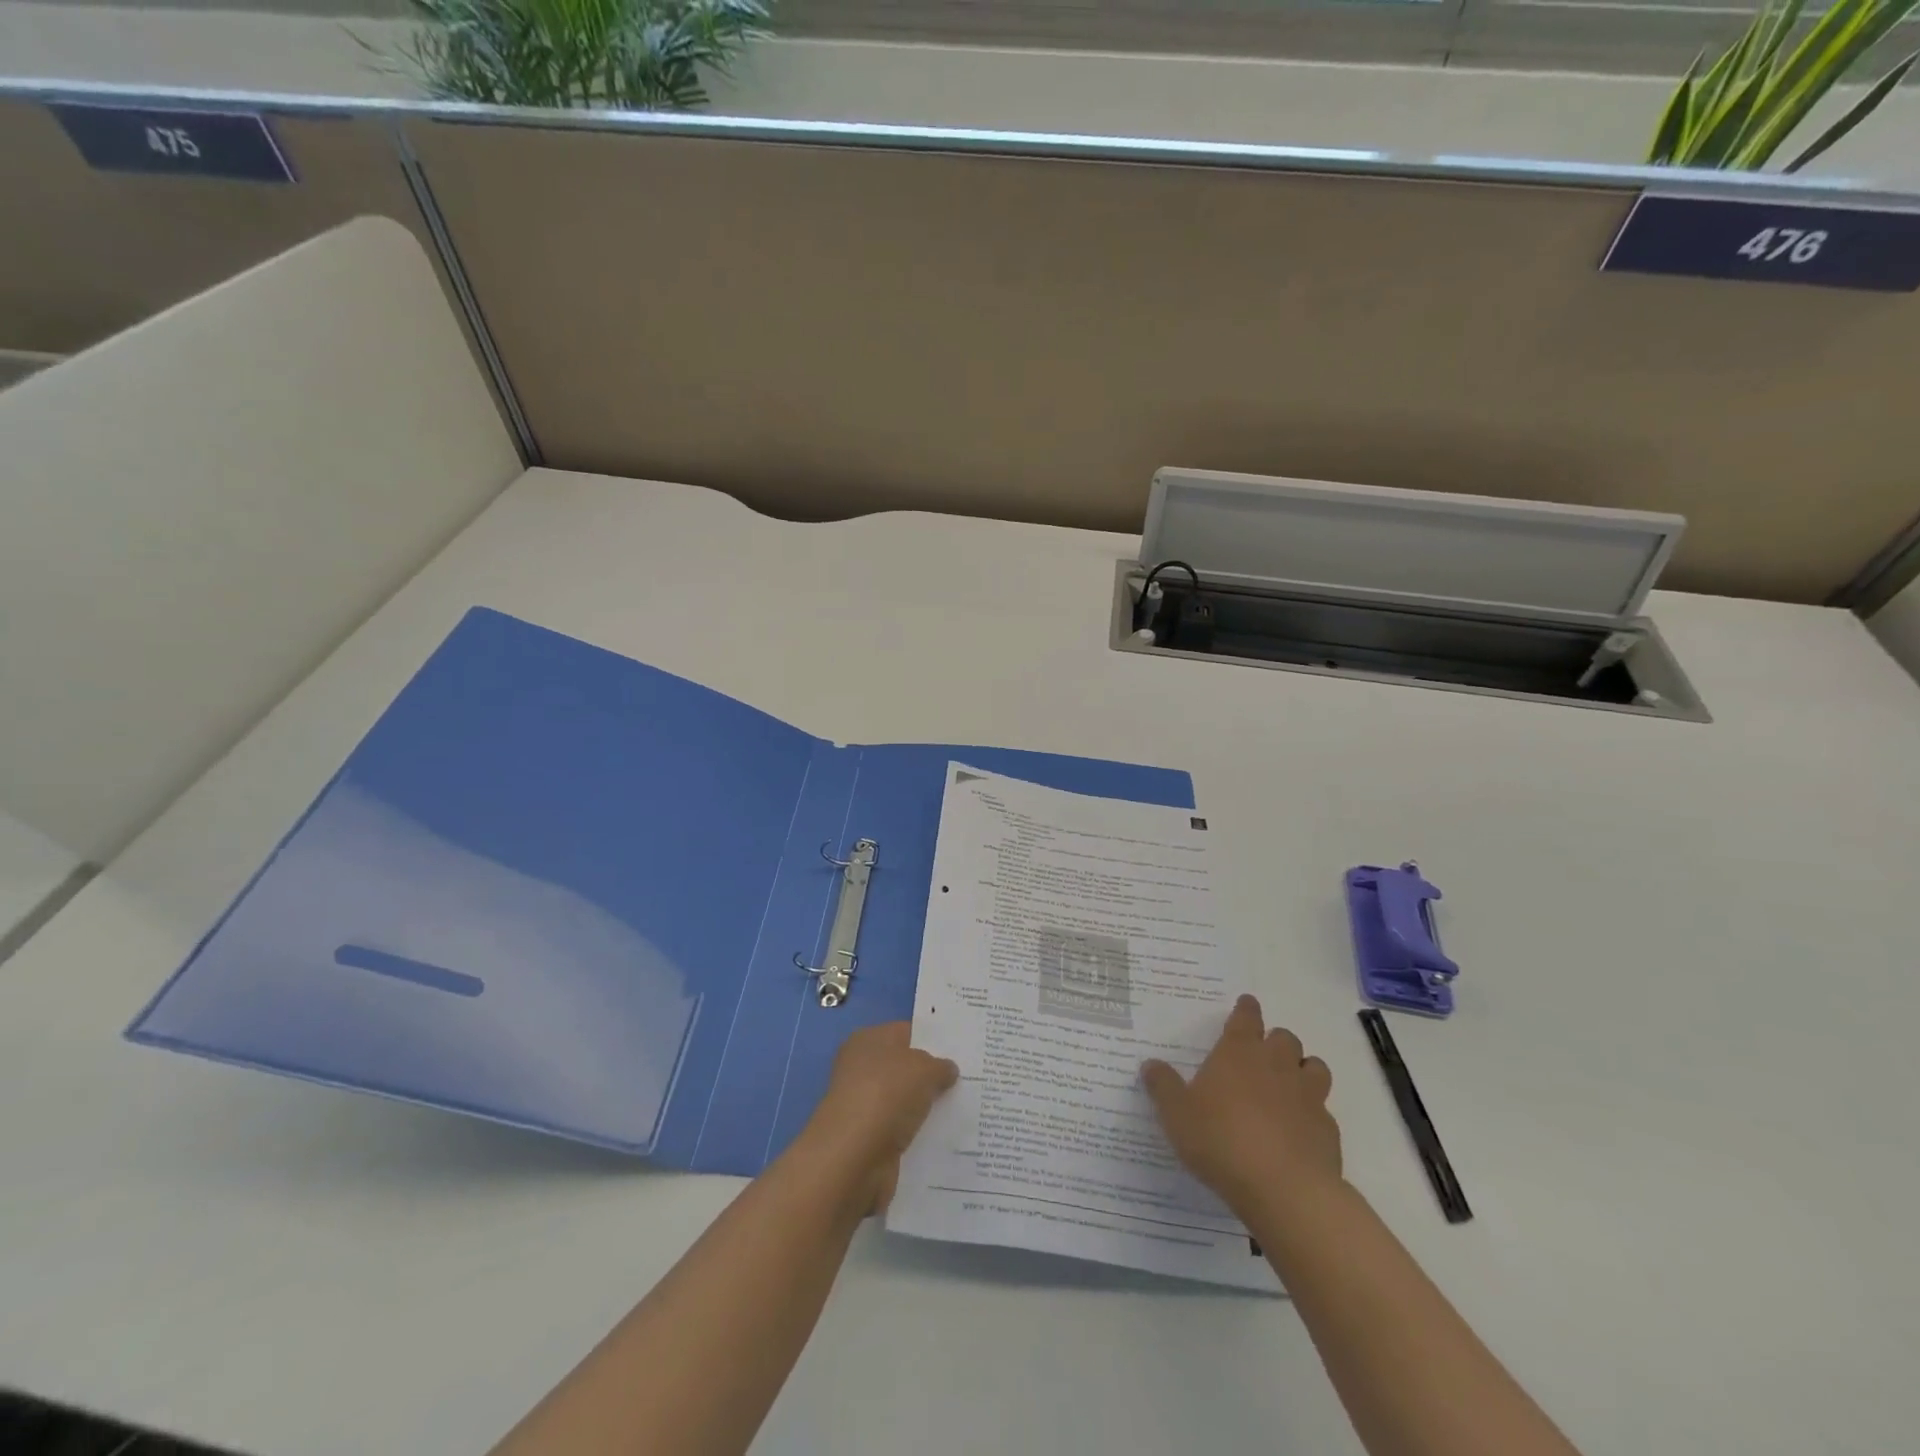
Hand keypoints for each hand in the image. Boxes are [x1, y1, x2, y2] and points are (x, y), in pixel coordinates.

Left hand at [799, 1021, 957, 1215]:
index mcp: (868, 1040)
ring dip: (927, 1107)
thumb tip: (948, 1070)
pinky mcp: (869, 1140)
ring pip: (906, 1101)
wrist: (853, 1158)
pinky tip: (947, 1136)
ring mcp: (864, 1106)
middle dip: (934, 1076)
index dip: (934, 1040)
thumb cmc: (886, 1095)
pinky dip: (919, 1134)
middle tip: (969, 1079)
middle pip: (906, 1068)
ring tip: (965, 1108)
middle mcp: (862, 1069)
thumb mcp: (924, 1069)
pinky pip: (902, 1130)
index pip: (907, 1032)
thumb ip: (940, 1066)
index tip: (962, 1050)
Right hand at [1142, 995, 1341, 1220]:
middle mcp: (1276, 1064)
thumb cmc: (1221, 1140)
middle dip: (1275, 1041)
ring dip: (1303, 1069)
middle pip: (1284, 1037)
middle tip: (1262, 1054)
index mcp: (1239, 1052)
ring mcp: (1308, 1096)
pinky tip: (1299, 1130)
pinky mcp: (1328, 1129)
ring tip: (1289, 1084)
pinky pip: (1323, 1110)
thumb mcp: (1176, 1114)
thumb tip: (1150, 1064)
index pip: (1246, 1017)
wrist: (1284, 1189)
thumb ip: (1163, 1086)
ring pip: (1314, 1066)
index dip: (1246, 1009)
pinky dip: (1313, 1113)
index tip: (1247, 1003)